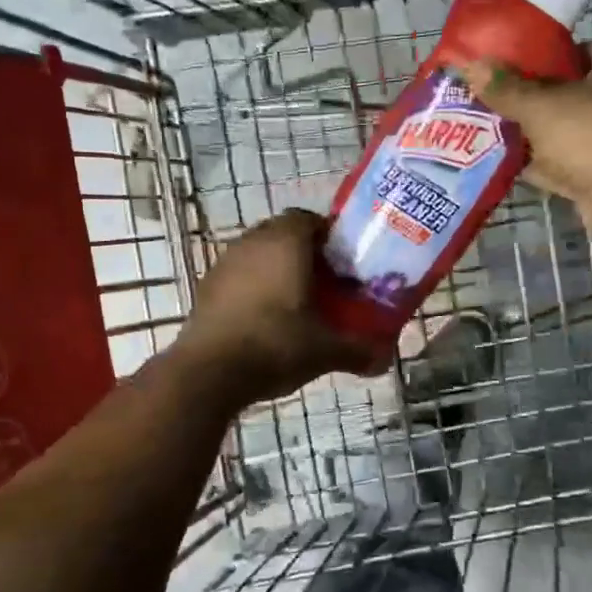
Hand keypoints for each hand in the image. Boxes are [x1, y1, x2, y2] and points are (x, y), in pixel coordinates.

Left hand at [171, 210, 382, 408]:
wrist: (209, 372)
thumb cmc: (275, 345)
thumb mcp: (325, 351)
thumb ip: (357, 351)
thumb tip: (384, 362)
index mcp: (286, 243)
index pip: (309, 219)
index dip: (328, 237)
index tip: (343, 263)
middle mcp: (253, 242)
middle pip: (283, 234)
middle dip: (304, 254)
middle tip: (325, 283)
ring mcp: (225, 262)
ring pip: (258, 254)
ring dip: (276, 270)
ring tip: (296, 302)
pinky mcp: (206, 286)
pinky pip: (238, 276)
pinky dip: (253, 287)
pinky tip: (264, 318)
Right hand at [456, 32, 591, 238]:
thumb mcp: (540, 102)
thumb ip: (505, 88)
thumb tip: (468, 66)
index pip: (576, 50)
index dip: (539, 59)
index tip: (503, 69)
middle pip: (568, 94)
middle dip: (528, 103)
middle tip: (485, 102)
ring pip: (564, 133)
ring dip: (530, 138)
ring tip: (482, 133)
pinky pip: (565, 166)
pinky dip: (538, 167)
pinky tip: (500, 165)